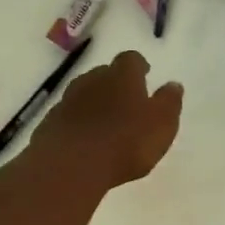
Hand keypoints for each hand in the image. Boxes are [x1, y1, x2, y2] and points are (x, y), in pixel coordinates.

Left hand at [32, 49, 183, 189]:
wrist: (71, 165)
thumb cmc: (126, 142)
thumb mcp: (161, 124)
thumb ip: (169, 102)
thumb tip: (173, 84)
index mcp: (123, 76)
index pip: (131, 59)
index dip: (139, 66)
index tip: (145, 75)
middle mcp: (93, 80)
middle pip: (104, 73)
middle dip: (115, 84)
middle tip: (126, 101)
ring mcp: (67, 100)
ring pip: (84, 93)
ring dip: (94, 102)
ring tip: (105, 122)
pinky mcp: (50, 122)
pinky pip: (68, 116)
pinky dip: (78, 122)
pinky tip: (84, 140)